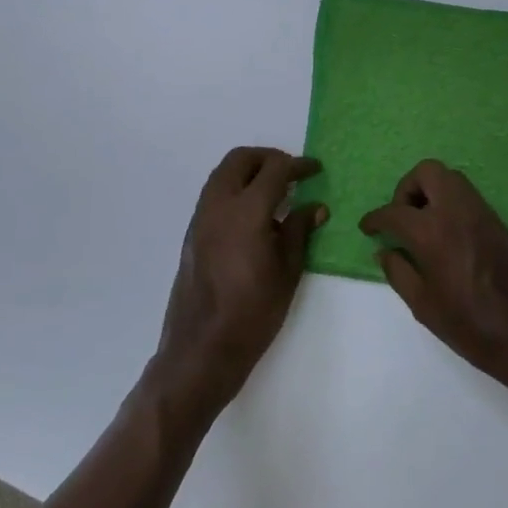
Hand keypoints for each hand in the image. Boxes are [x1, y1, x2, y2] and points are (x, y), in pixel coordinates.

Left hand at [150, 148, 325, 420]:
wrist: (202, 349)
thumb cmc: (253, 313)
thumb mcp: (287, 271)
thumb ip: (300, 231)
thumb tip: (315, 207)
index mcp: (246, 211)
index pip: (275, 170)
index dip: (298, 165)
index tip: (315, 169)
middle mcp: (218, 206)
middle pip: (241, 159)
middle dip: (268, 158)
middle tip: (292, 173)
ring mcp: (200, 218)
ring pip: (223, 174)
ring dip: (249, 171)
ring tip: (275, 191)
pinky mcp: (192, 234)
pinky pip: (214, 194)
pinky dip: (235, 188)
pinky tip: (255, 214)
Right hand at [360, 160, 507, 405]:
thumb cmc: (470, 325)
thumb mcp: (423, 305)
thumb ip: (399, 272)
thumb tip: (385, 251)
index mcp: (432, 231)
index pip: (395, 212)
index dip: (375, 218)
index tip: (367, 227)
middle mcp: (456, 210)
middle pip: (426, 172)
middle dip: (406, 189)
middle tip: (399, 219)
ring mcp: (480, 211)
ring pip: (449, 178)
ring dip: (430, 191)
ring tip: (420, 225)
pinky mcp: (497, 220)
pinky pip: (466, 194)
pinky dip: (448, 201)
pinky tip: (443, 233)